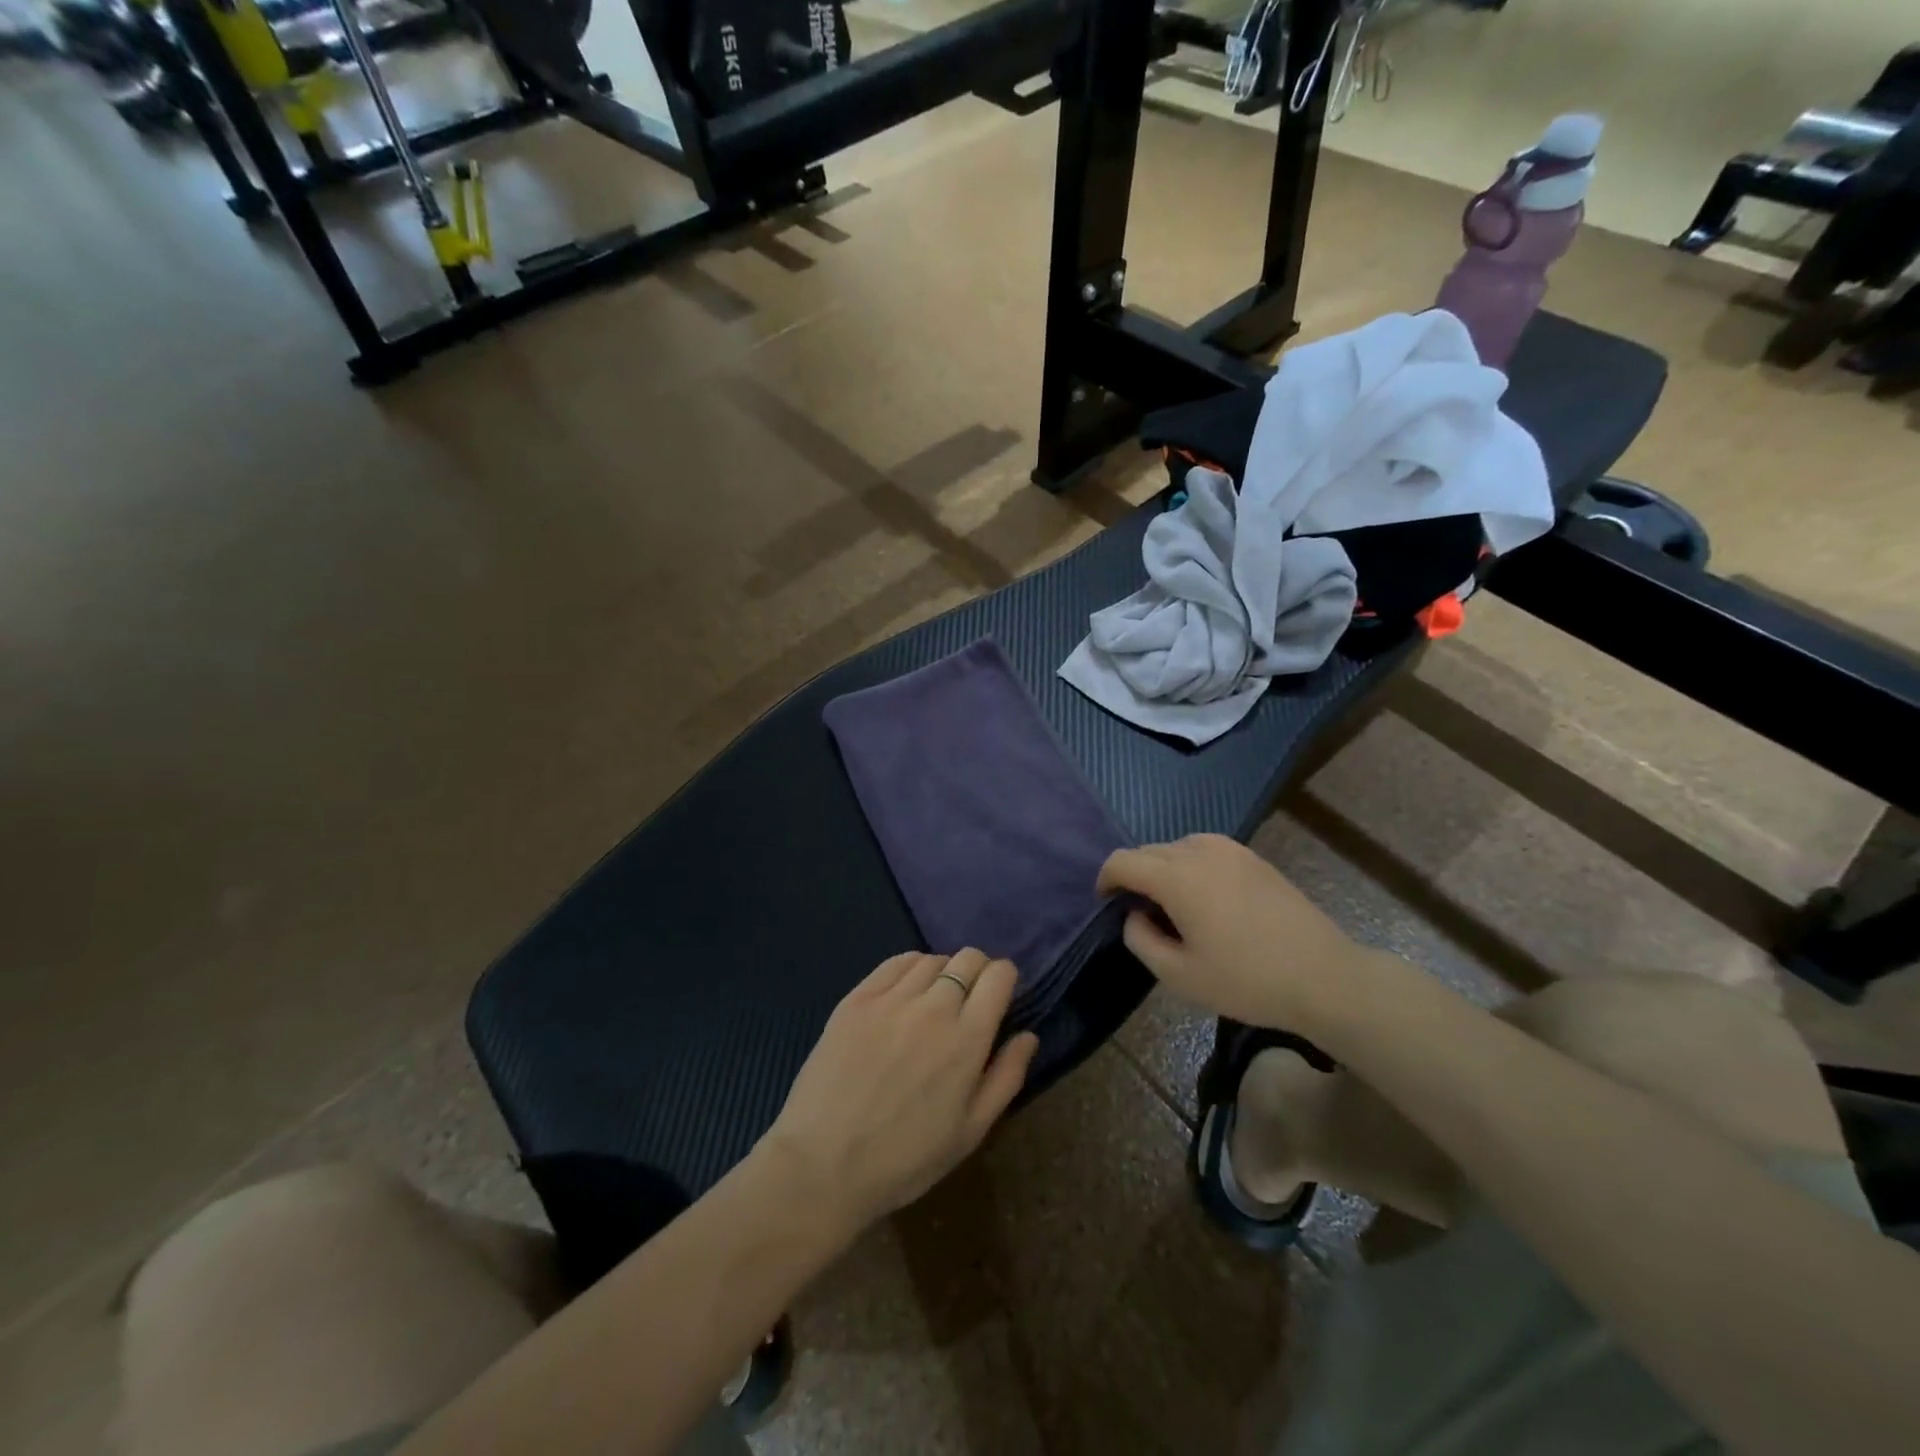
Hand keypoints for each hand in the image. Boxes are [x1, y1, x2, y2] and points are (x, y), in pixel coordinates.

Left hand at [764, 948, 1039, 1234]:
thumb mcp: (970, 1132)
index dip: (1005, 977)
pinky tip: (906, 990)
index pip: (999, 976)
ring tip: (934, 998)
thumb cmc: (905, 1159)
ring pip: (931, 958)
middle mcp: (933, 1007)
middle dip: (978, 970)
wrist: (823, 1166)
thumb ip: (1006, 1077)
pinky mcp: (856, 999)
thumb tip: (1028, 1035)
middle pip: (968, 958)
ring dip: (943, 971)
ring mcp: (891, 999)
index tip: (1000, 994)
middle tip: (969, 998)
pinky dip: (910, 967)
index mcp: (967, 1039)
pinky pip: (894, 963)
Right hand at [1097, 834, 1361, 1029]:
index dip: (1106, 881)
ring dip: (1163, 869)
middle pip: (1147, 851)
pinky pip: (1204, 850)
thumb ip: (1141, 940)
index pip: (1121, 861)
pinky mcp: (1253, 857)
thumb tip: (1135, 915)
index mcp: (1177, 876)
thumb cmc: (1247, 980)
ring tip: (1174, 906)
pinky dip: (1190, 866)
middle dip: (1134, 876)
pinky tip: (1206, 900)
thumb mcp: (1179, 976)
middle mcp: (1199, 851)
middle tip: (1141, 915)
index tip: (1107, 906)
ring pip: (1176, 847)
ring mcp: (1230, 849)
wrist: (1324, 977)